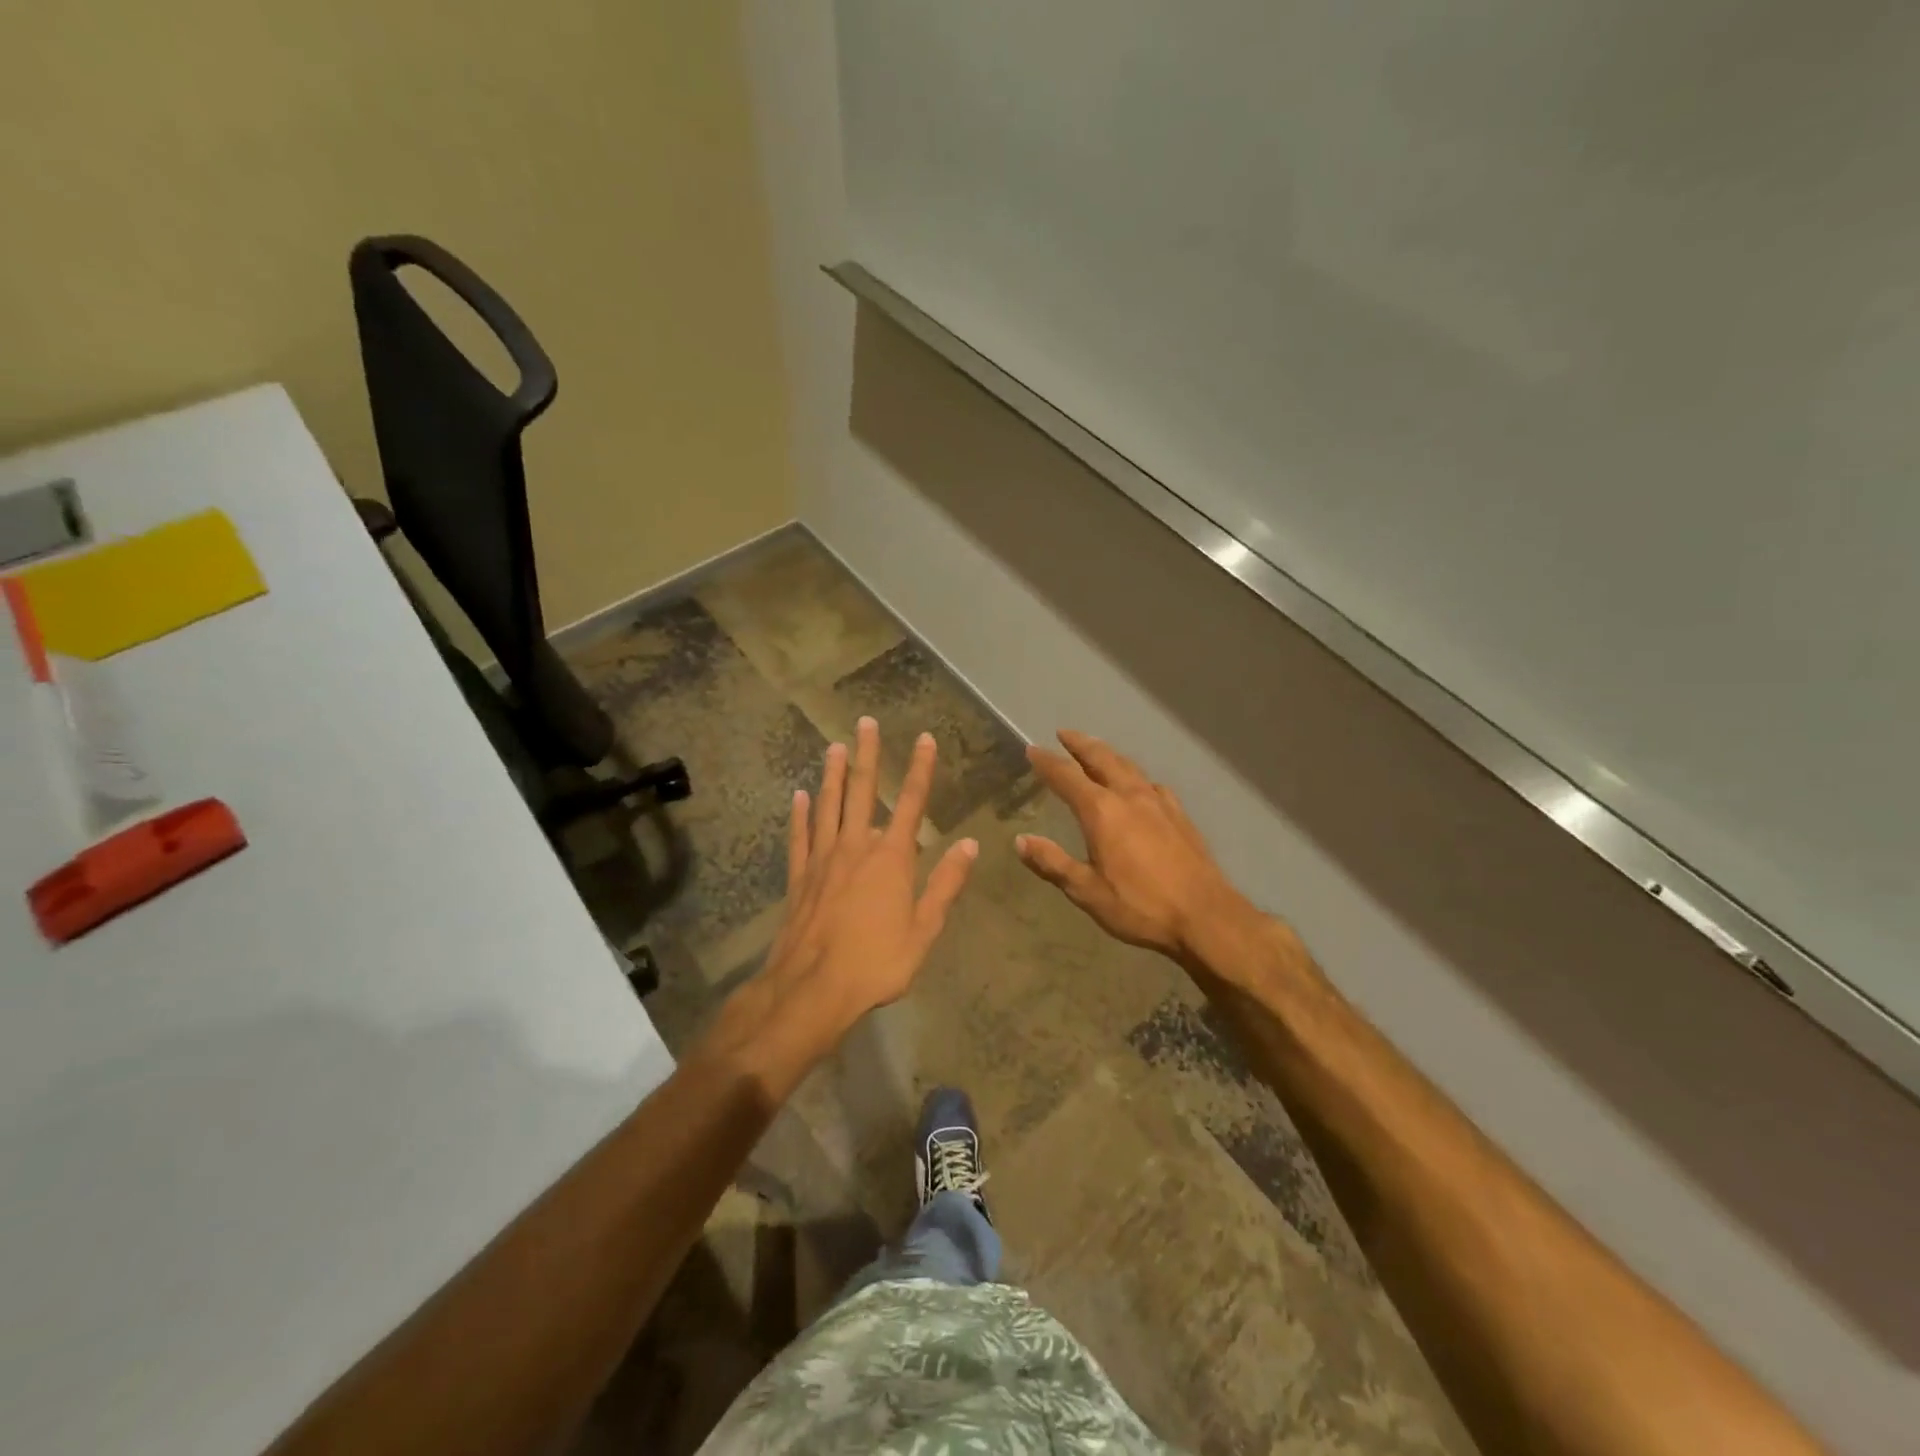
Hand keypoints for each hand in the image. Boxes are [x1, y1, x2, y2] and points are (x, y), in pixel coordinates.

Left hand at [764, 716, 978, 1028]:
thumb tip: (970, 844)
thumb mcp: (924, 929)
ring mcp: (823, 860)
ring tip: (834, 747)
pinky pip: (800, 838)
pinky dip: (800, 815)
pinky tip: (799, 797)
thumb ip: (945, 884)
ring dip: (833, 775)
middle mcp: (856, 848)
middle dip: (867, 755)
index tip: (925, 739)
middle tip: (864, 722)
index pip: (912, 803)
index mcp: (891, 859)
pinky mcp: (800, 878)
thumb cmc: (876, 962)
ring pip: (829, 807)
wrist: (812, 989)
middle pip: (862, 792)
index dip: (921, 770)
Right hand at [1017, 730, 1252, 961]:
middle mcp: (1130, 797)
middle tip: (1064, 734)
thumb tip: (1020, 841)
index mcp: (1102, 812)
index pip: (1067, 777)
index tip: (1032, 749)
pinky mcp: (1180, 816)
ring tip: (1097, 750)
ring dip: (1108, 754)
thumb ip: (1052, 862)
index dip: (1047, 762)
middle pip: (1102, 759)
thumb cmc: (1140, 906)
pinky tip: (1140, 786)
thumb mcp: (1086, 891)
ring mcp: (1159, 803)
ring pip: (1129, 767)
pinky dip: (1136, 776)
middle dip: (1080, 744)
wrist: (1205, 916)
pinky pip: (1152, 784)